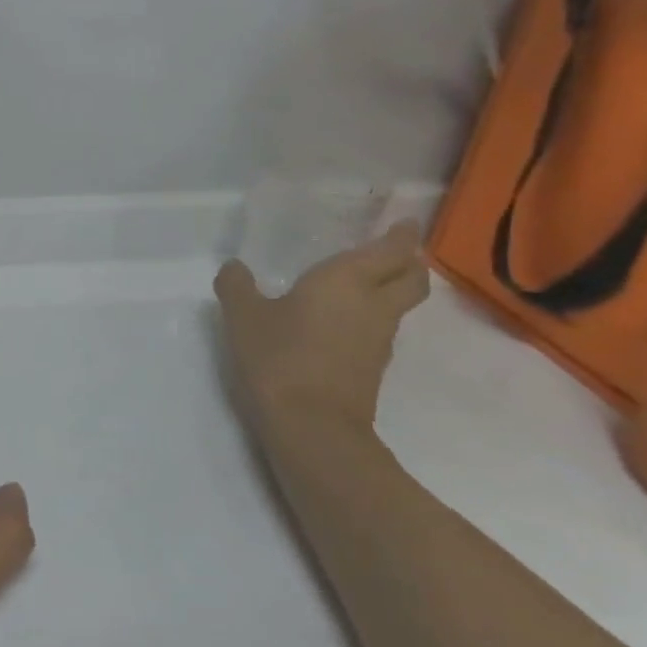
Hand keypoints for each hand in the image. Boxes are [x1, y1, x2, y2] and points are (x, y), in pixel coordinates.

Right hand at [213, 222, 430, 445]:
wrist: (311, 425)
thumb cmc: (279, 356)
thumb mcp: (243, 315)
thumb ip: (237, 286)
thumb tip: (234, 267)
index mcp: (347, 280)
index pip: (392, 250)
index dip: (401, 235)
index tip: (403, 222)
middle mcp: (374, 305)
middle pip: (412, 278)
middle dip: (409, 261)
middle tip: (392, 250)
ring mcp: (378, 340)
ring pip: (398, 305)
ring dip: (391, 290)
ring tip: (363, 282)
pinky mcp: (372, 367)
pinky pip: (380, 329)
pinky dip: (370, 317)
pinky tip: (341, 321)